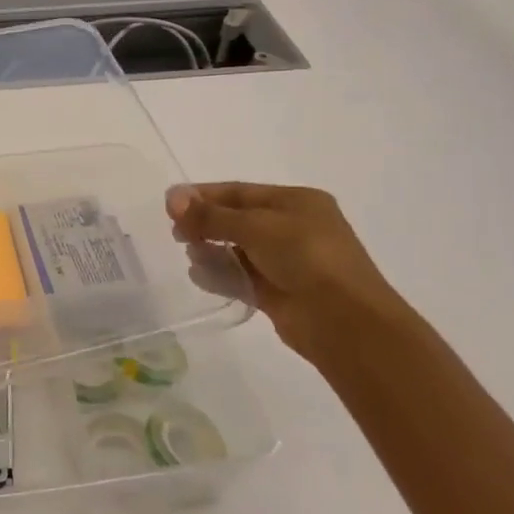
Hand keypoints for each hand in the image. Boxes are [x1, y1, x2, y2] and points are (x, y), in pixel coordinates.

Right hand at [166, 182, 414, 364]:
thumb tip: (171, 198)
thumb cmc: (306, 257)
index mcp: (296, 202)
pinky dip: (220, 275)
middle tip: (176, 233)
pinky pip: (241, 277)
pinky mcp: (278, 292)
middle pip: (236, 220)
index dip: (203, 195)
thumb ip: (211, 215)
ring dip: (210, 250)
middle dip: (205, 224)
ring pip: (236, 249)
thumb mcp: (255, 226)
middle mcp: (292, 228)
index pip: (239, 192)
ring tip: (191, 256)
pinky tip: (199, 276)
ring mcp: (286, 262)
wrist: (344, 320)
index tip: (169, 203)